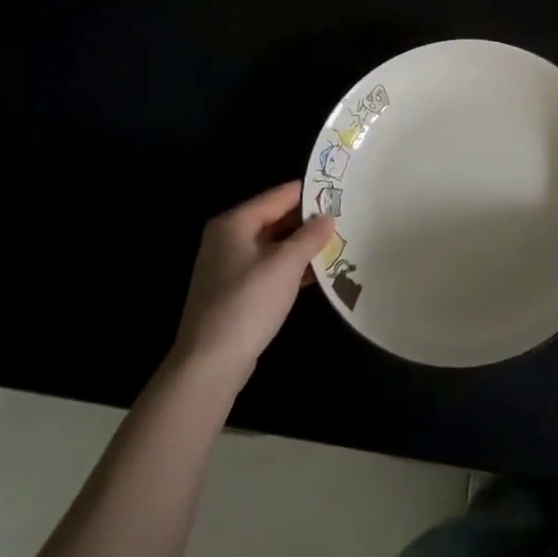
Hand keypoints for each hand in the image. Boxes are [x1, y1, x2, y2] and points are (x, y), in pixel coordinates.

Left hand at [171, 182, 335, 374]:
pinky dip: (291, 267)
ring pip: (275, 245)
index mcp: (235, 223)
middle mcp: (228, 238)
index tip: (343, 191)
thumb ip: (310, 236)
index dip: (312, 192)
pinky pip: (269, 267)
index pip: (281, 195)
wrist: (209, 364)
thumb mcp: (286, 264)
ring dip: (303, 246)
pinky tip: (318, 273)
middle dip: (310, 220)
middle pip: (277, 218)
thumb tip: (328, 216)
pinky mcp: (235, 291)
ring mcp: (229, 266)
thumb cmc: (248, 303)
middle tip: (347, 218)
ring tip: (340, 243)